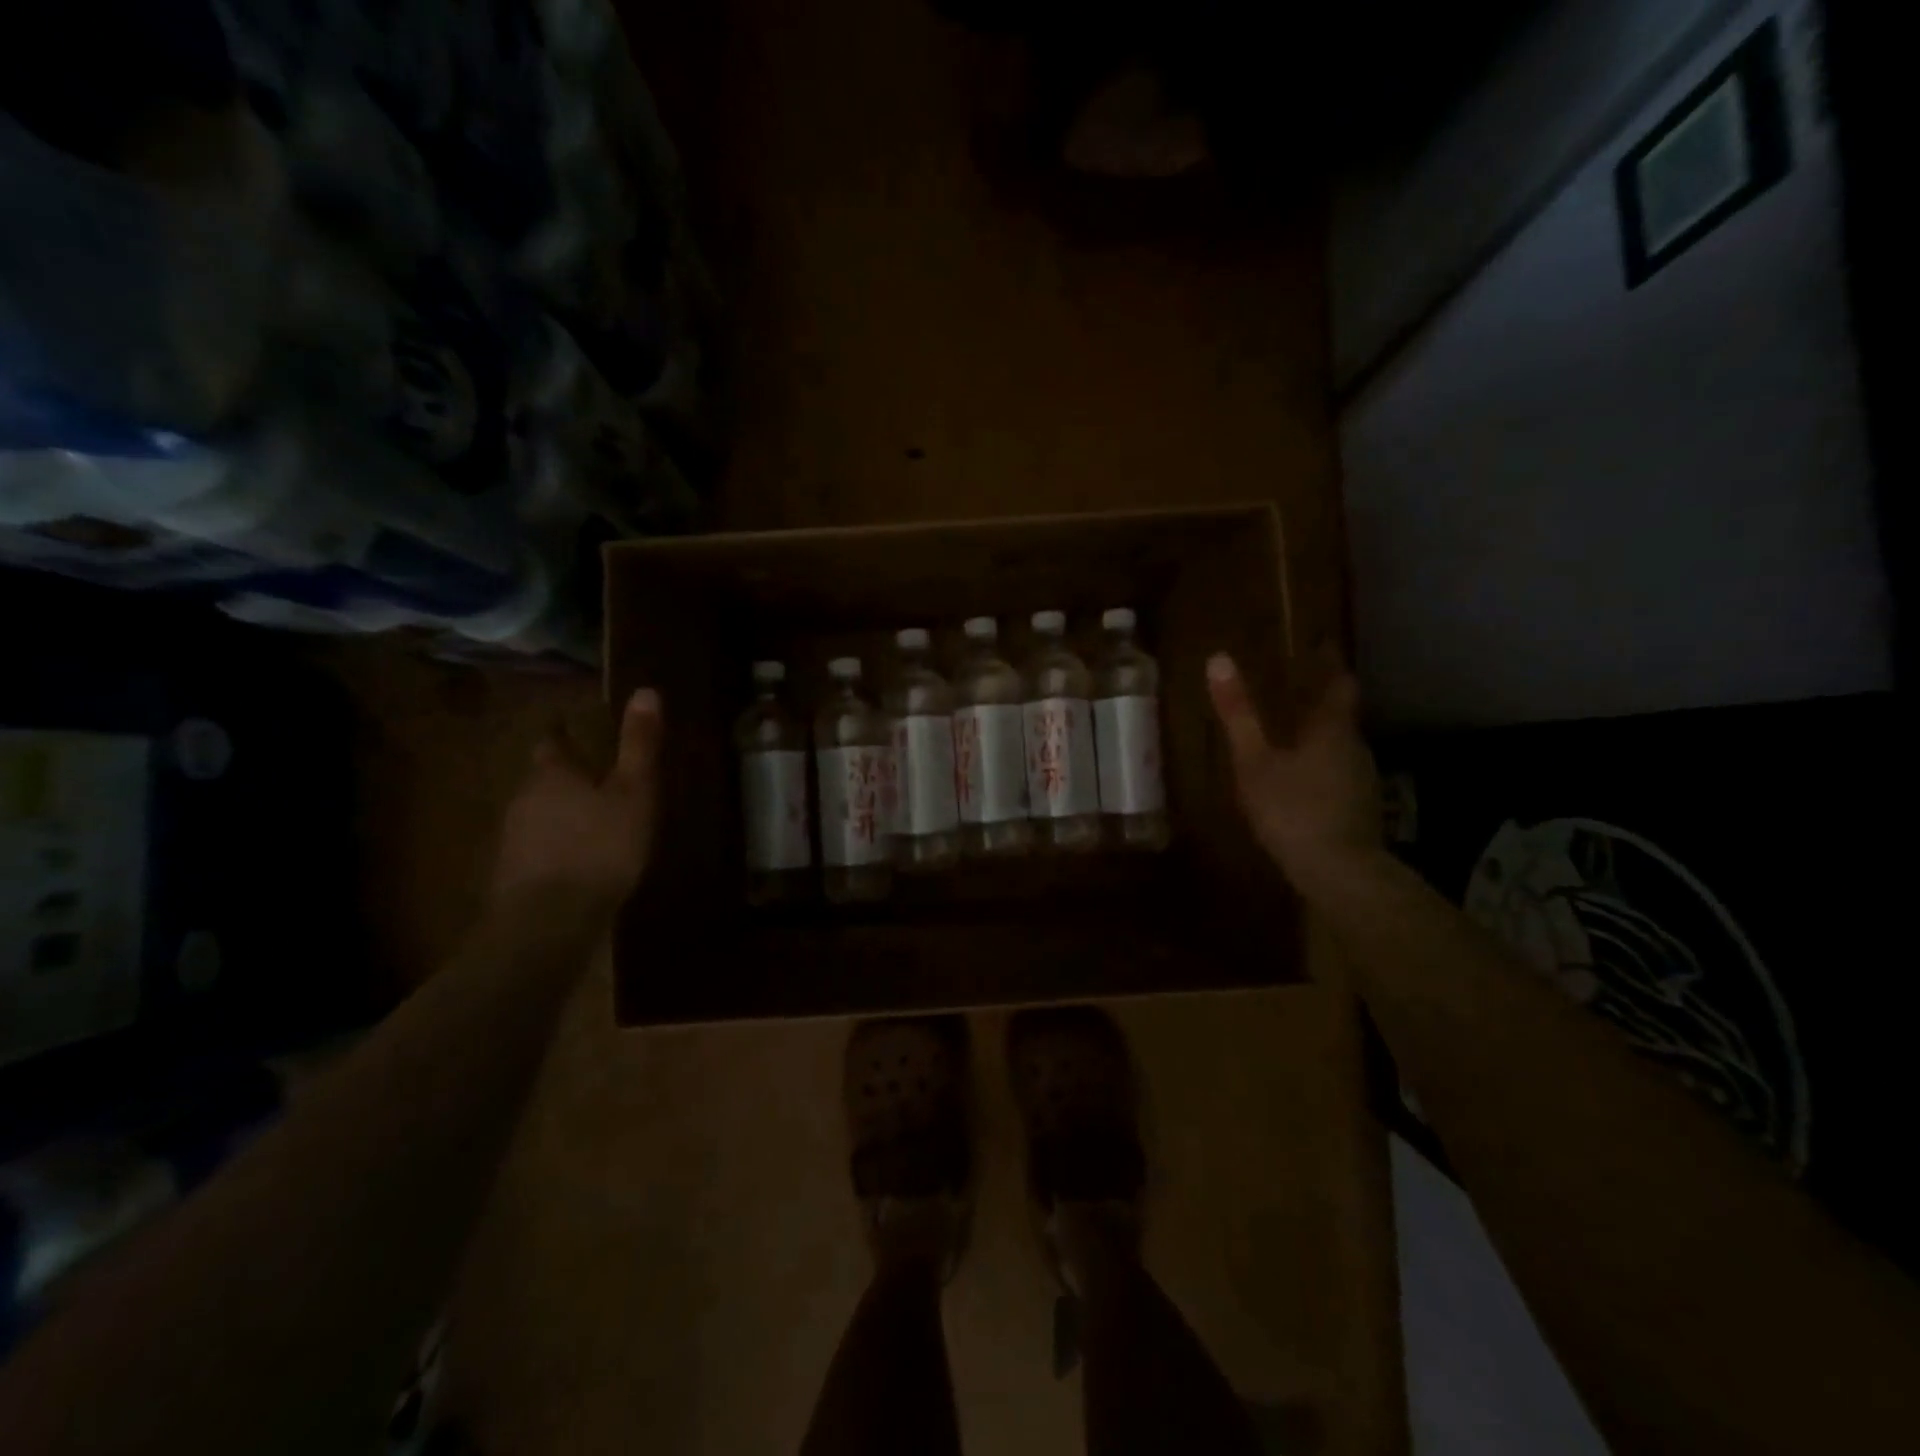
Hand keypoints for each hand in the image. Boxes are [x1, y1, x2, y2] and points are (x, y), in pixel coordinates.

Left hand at [491, 689, 663, 912]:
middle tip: (593, 778)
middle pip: (542, 779)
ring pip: (537, 814)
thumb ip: (638, 745)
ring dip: (559, 814)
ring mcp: (512, 839)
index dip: (560, 733)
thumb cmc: (600, 847)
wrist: (548, 922)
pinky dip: (554, 847)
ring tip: (589, 822)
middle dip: (564, 777)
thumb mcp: (633, 793)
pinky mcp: (510, 876)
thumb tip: (645, 690)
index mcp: (552, 774)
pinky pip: (536, 848)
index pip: (550, 742)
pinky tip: (575, 862)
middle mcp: (523, 799)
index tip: (568, 726)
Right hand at [1206, 654, 1381, 888]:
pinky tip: (1299, 782)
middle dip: (1317, 701)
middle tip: (1289, 691)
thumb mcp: (1254, 761)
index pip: (1339, 682)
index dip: (1329, 662)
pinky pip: (1337, 773)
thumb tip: (1218, 659)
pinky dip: (1319, 766)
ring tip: (1288, 735)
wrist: (1339, 872)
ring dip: (1318, 737)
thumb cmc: (1292, 808)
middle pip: (1340, 715)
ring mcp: (1361, 779)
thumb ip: (1238, 714)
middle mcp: (1354, 746)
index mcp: (1332, 728)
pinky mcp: (1359, 808)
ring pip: (1339, 746)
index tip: (1317, 645)